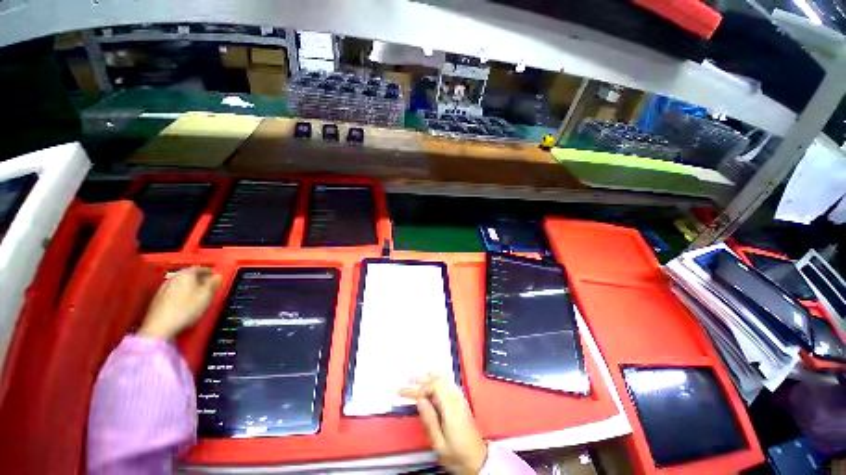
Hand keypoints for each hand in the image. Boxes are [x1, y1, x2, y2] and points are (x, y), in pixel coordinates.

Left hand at [138, 267, 221, 339]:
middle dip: (199, 279)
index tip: (215, 277)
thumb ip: (213, 284)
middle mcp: (174, 278)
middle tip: (208, 286)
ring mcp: (164, 288)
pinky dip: (181, 293)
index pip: (200, 268)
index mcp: (186, 274)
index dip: (209, 272)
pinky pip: (174, 291)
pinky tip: (185, 302)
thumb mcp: (206, 295)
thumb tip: (217, 276)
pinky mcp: (158, 298)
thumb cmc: (186, 308)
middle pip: (189, 275)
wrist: (160, 326)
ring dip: (190, 286)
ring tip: (197, 294)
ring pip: (181, 283)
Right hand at [400, 374, 487, 474]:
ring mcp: (460, 399)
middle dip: (423, 379)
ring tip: (419, 377)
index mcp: (450, 407)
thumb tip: (420, 401)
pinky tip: (433, 382)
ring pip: (445, 379)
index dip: (420, 388)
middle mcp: (456, 399)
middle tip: (409, 380)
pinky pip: (449, 384)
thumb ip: (429, 421)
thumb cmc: (458, 455)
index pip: (434, 386)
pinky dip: (438, 380)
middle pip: (439, 379)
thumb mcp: (439, 444)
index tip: (408, 394)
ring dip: (431, 377)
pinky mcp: (462, 402)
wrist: (479, 461)